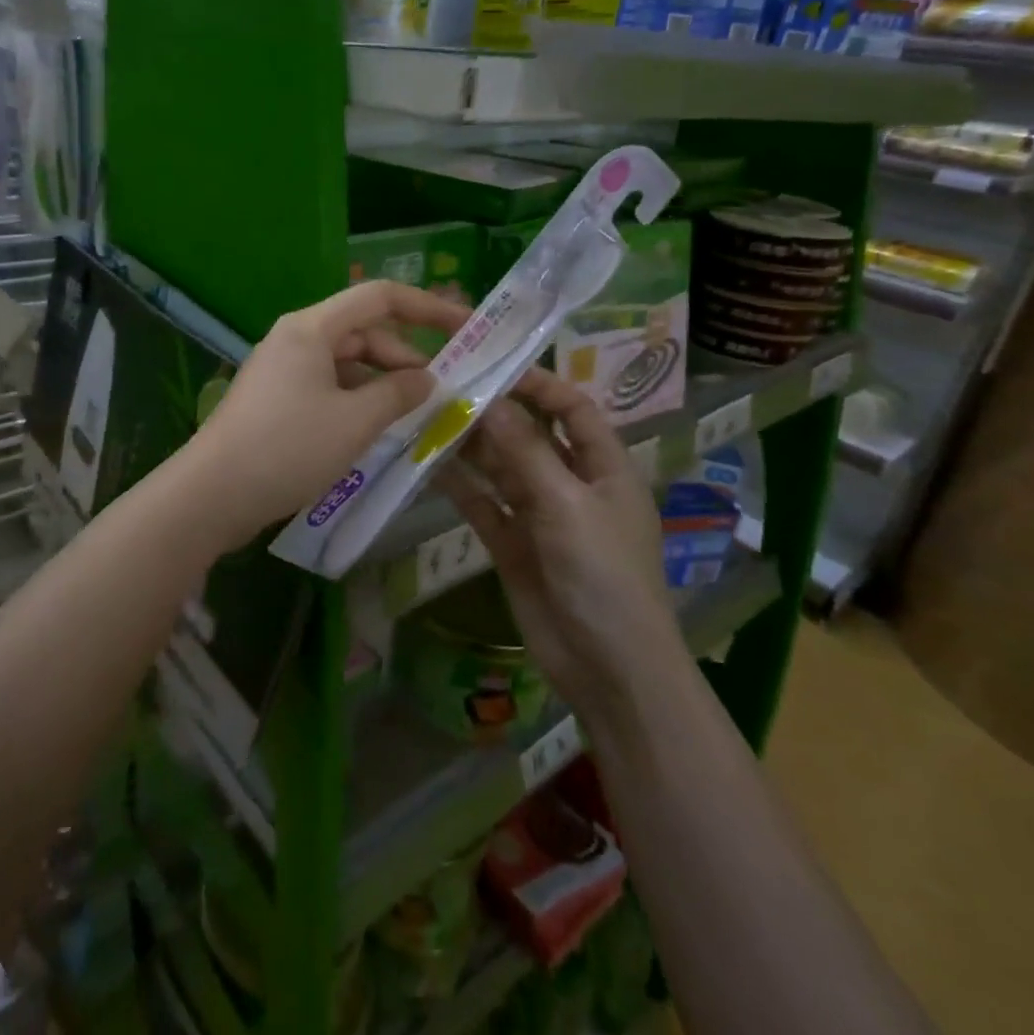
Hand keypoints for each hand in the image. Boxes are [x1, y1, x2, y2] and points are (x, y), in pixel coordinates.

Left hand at [183, 281, 469, 545]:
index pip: (380, 297)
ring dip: (381, 385)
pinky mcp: (276, 400)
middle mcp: (296, 339)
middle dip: (405, 359)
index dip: (428, 307)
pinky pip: (327, 388)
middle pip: (363, 332)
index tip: (468, 330)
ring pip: (346, 364)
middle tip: (440, 397)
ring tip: (412, 419)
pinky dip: (355, 402)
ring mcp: (282, 370)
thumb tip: (427, 379)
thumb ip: (399, 393)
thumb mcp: (355, 421)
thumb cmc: (288, 447)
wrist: (213, 493)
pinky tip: (374, 432)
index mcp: (312, 328)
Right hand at [438, 369, 671, 694]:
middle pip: (530, 434)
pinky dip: (458, 484)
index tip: (492, 366)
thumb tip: (491, 398)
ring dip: (469, 445)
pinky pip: (482, 503)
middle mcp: (571, 483)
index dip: (539, 384)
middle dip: (493, 412)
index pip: (573, 409)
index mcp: (605, 467)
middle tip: (443, 388)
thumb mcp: (566, 504)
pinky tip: (426, 462)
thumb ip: (525, 450)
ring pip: (500, 467)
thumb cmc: (603, 574)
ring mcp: (539, 514)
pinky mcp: (511, 542)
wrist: (607, 668)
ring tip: (426, 416)